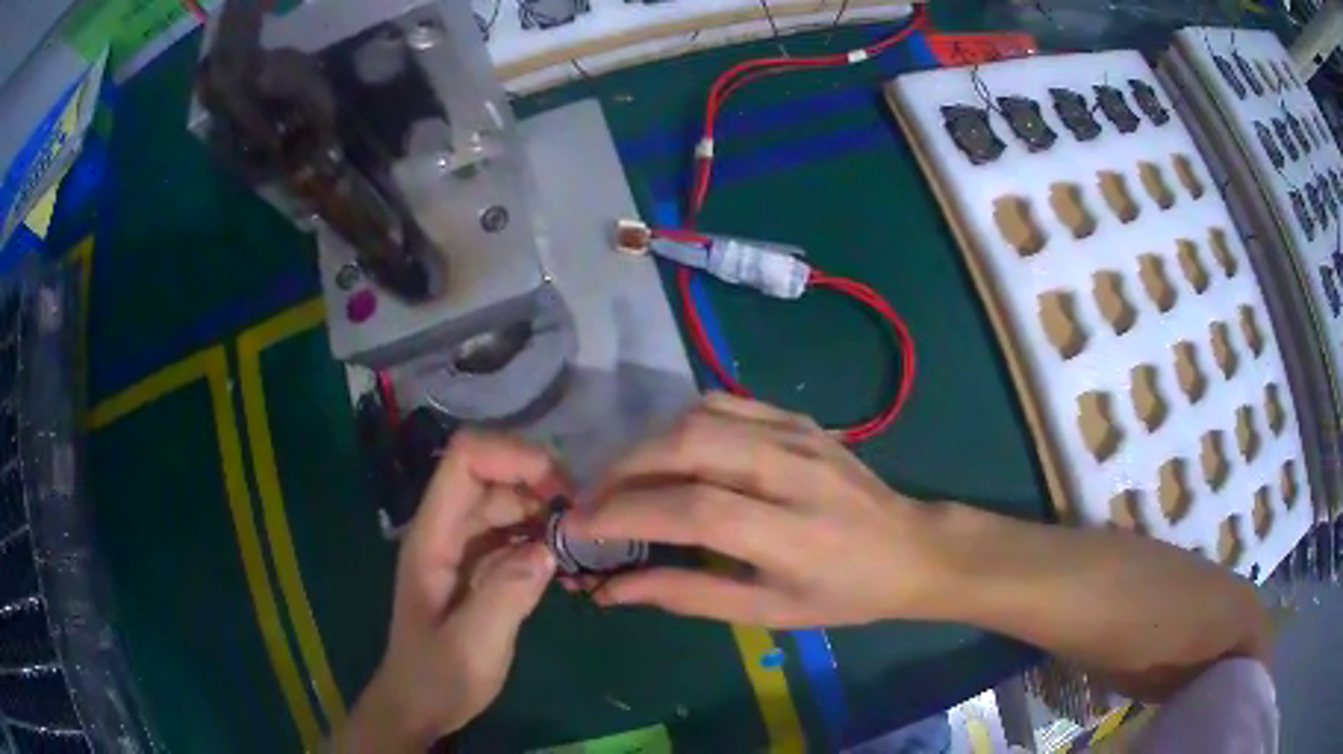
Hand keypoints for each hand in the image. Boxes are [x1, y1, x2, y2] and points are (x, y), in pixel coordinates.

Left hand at [335, 432, 564, 751]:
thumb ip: (506, 596)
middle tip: (584, 517)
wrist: (419, 704)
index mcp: (433, 537)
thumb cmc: (438, 677)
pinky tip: (564, 558)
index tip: (560, 489)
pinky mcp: (478, 566)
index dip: (511, 456)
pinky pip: (511, 531)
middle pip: (489, 473)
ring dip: (543, 508)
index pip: (464, 461)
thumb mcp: (473, 646)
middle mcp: (446, 531)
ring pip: (504, 500)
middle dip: (537, 480)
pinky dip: (541, 534)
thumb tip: (547, 549)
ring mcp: (461, 547)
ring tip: (580, 538)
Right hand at [565, 393, 946, 627]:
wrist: (910, 548)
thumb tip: (612, 588)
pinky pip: (724, 403)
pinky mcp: (798, 418)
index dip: (627, 515)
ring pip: (701, 415)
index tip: (581, 528)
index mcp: (794, 535)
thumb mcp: (768, 613)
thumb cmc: (841, 594)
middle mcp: (794, 472)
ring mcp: (798, 435)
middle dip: (624, 468)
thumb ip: (687, 596)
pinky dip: (680, 424)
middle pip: (690, 443)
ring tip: (622, 480)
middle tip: (592, 499)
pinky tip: (668, 454)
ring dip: (646, 444)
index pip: (694, 510)